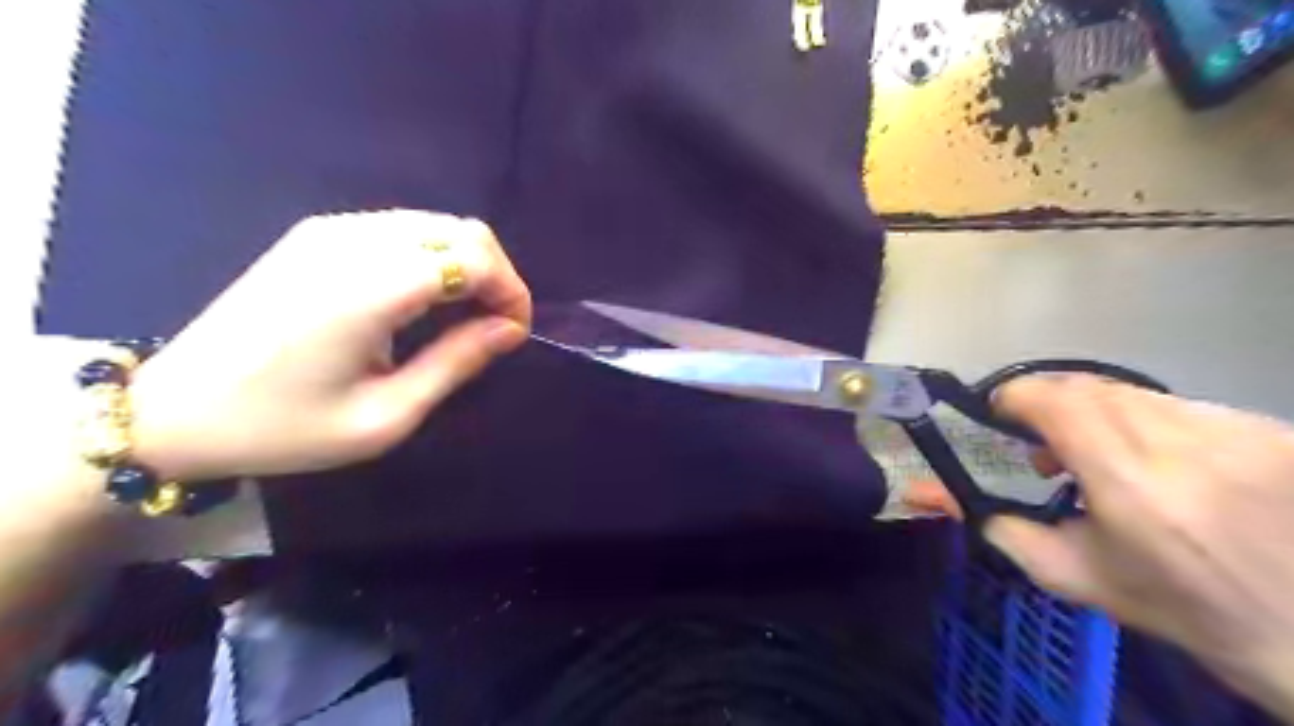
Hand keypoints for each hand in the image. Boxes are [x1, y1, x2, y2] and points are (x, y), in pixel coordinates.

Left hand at [126, 209, 533, 482]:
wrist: (172, 410)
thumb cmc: (285, 427)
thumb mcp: (385, 415)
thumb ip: (456, 363)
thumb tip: (510, 329)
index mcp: (369, 288)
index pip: (473, 258)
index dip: (511, 292)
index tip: (514, 335)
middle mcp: (353, 241)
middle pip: (463, 230)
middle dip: (497, 275)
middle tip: (496, 326)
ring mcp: (331, 230)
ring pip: (436, 223)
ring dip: (468, 265)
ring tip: (466, 316)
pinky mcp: (317, 233)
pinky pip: (403, 228)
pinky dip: (435, 256)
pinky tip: (425, 299)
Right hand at [983, 378, 1293, 718]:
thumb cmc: (1180, 609)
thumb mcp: (1073, 574)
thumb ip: (994, 526)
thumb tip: (922, 493)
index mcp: (1130, 486)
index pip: (1059, 400)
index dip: (1018, 395)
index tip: (1000, 414)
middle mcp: (1184, 445)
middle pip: (1090, 387)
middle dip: (1051, 405)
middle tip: (1044, 446)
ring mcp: (1237, 431)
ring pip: (1133, 392)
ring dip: (1099, 413)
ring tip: (1102, 456)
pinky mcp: (1269, 429)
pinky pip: (1180, 404)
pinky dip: (1149, 421)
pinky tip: (1163, 462)